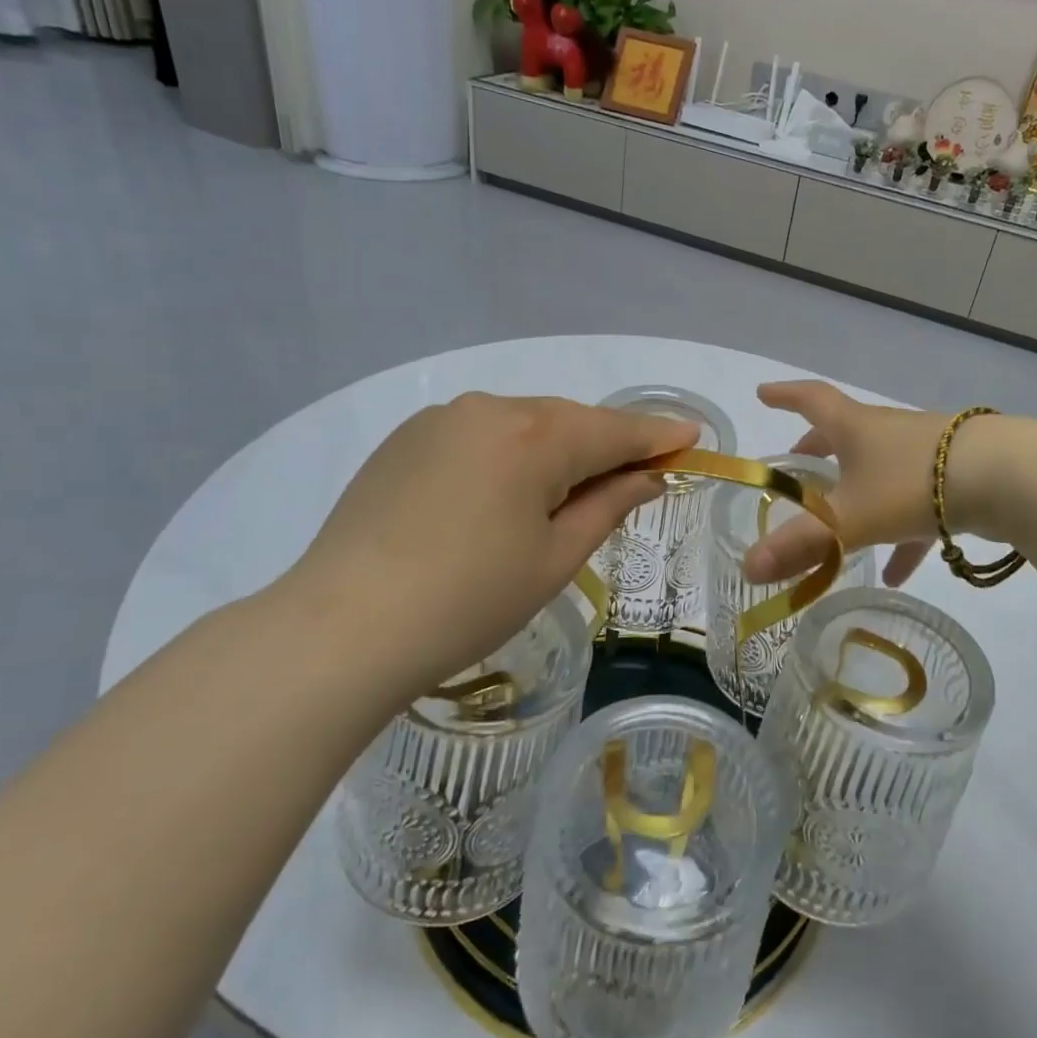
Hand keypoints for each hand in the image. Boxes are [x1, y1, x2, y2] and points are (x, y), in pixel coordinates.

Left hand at [278, 393, 696, 699]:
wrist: (343, 628)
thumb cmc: (468, 602)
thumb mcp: (554, 558)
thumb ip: (608, 504)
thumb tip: (648, 476)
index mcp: (534, 436)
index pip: (615, 430)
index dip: (657, 435)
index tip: (692, 434)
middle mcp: (489, 409)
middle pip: (568, 421)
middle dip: (605, 445)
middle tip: (636, 475)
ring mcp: (441, 420)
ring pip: (523, 424)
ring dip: (555, 449)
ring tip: (566, 493)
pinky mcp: (406, 439)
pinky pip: (480, 434)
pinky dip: (509, 453)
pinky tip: (503, 493)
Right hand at [744, 380, 1019, 587]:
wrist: (1010, 478)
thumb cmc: (913, 484)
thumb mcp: (850, 519)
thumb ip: (800, 545)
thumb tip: (747, 569)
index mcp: (856, 428)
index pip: (811, 400)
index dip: (784, 396)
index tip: (763, 393)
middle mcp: (888, 432)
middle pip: (845, 433)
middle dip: (818, 447)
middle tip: (798, 461)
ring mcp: (925, 453)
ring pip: (881, 472)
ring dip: (858, 496)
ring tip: (839, 531)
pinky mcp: (956, 478)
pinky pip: (916, 507)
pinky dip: (901, 534)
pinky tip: (898, 574)